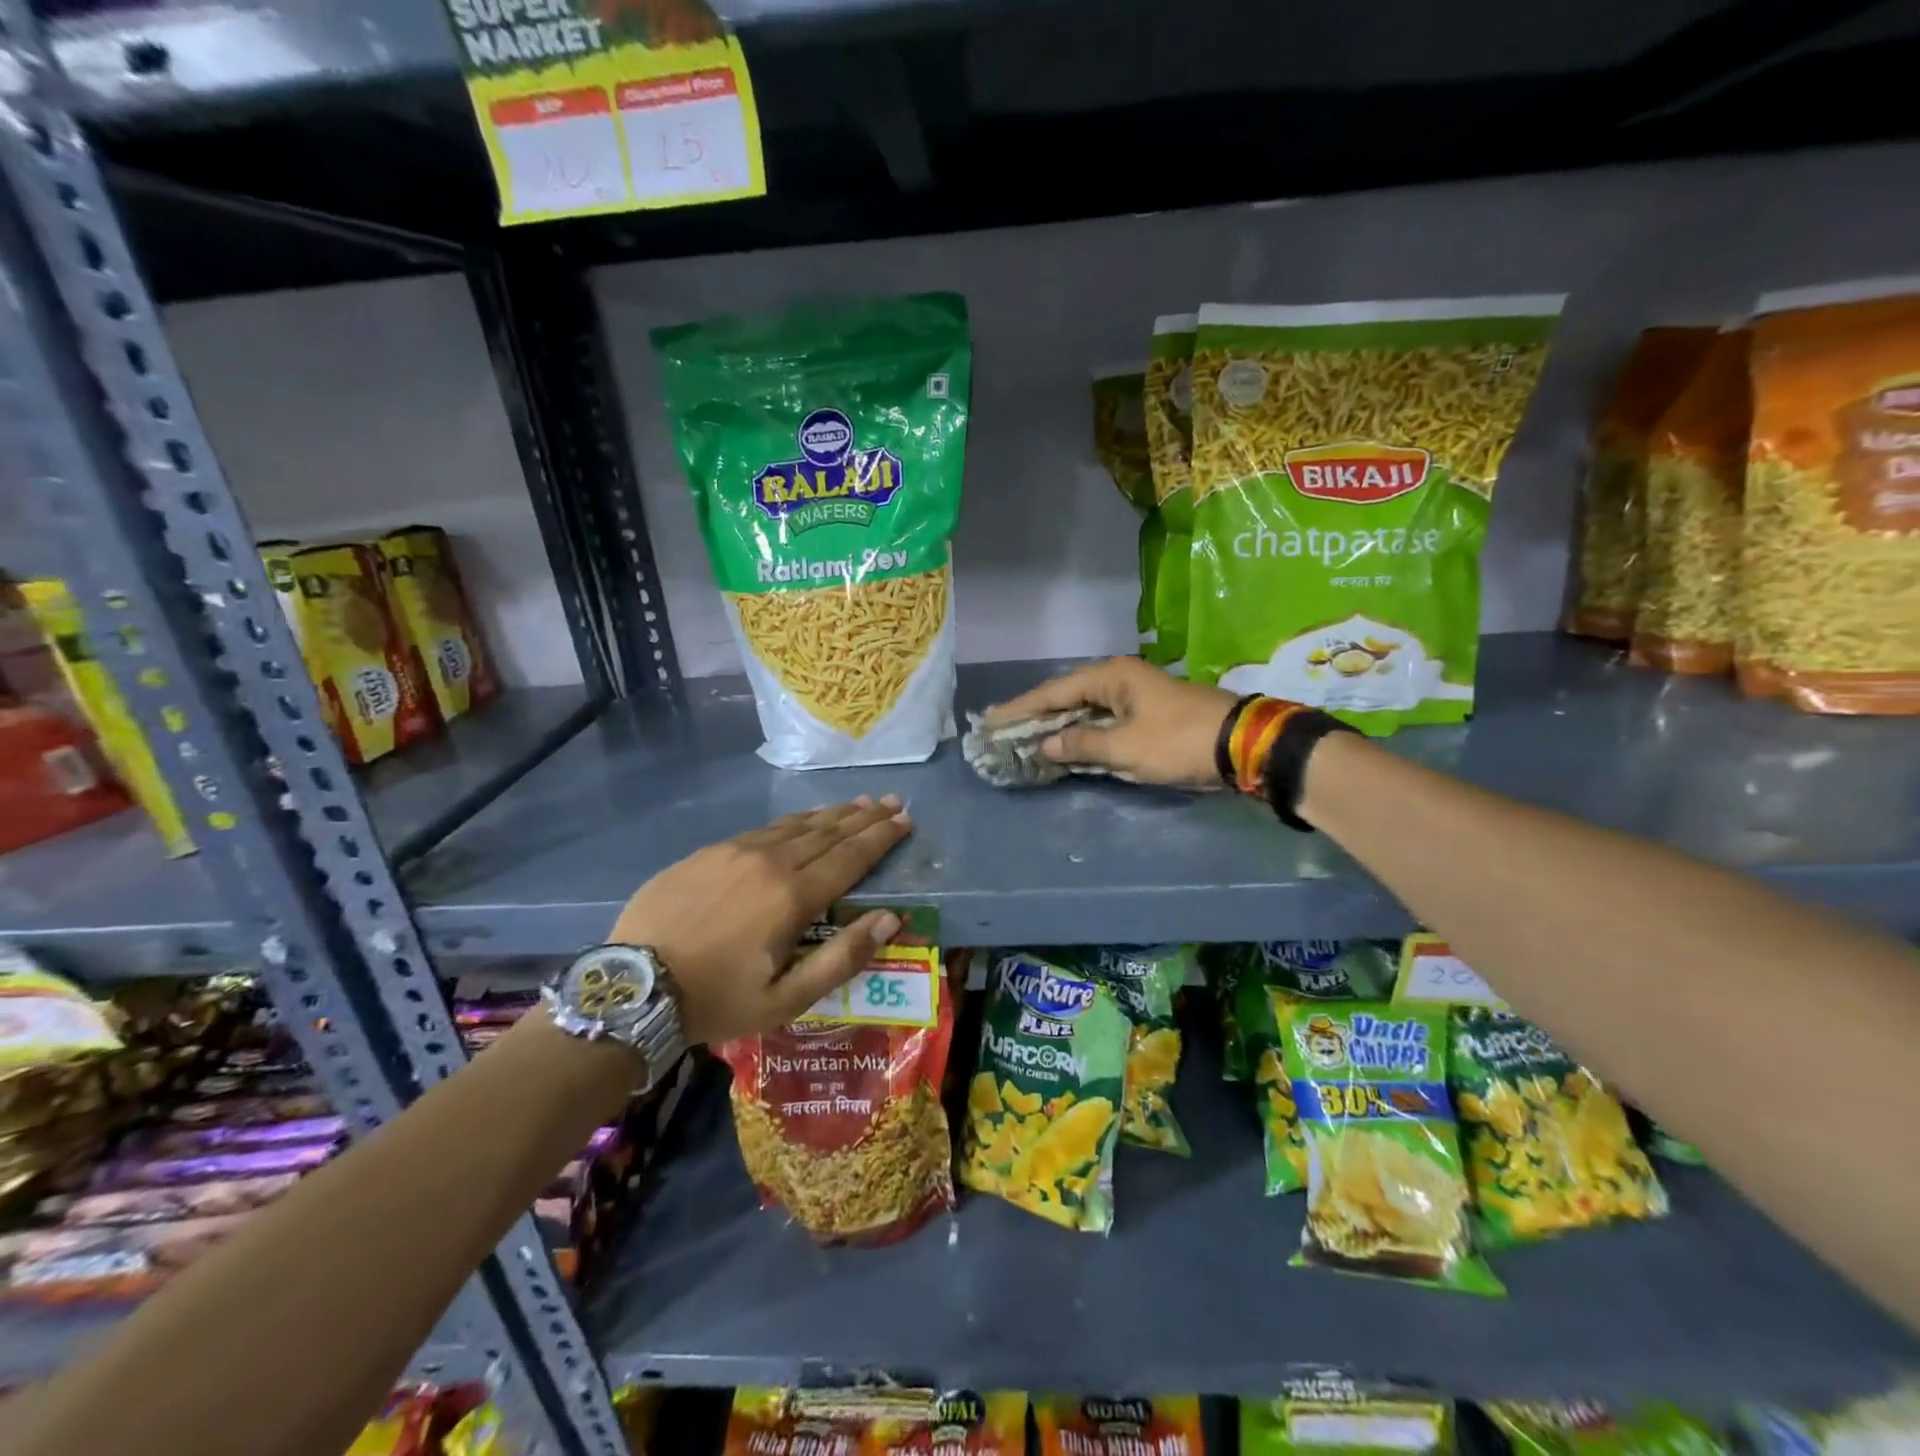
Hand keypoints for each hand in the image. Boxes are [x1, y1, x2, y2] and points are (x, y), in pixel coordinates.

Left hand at [606, 797, 911, 1043]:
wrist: (632, 989)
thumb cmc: (717, 1000)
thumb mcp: (786, 999)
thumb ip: (842, 958)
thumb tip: (891, 918)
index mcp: (793, 897)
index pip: (850, 858)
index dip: (880, 838)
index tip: (904, 819)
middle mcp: (770, 862)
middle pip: (827, 833)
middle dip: (863, 817)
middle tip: (890, 801)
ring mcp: (735, 852)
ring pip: (795, 825)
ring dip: (830, 814)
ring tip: (856, 803)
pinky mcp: (708, 852)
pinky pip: (763, 830)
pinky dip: (792, 822)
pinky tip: (800, 821)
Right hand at [982, 657, 1240, 789]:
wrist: (1243, 746)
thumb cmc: (1179, 741)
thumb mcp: (1127, 747)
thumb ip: (1082, 745)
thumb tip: (1046, 745)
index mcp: (1111, 677)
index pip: (1053, 692)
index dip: (1020, 709)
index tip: (989, 721)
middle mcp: (1119, 679)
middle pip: (1066, 697)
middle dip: (1034, 716)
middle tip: (1000, 729)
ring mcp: (1134, 696)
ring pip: (1084, 710)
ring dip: (1057, 726)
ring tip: (1023, 737)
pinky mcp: (1146, 715)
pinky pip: (1102, 722)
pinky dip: (1081, 734)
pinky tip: (1064, 746)